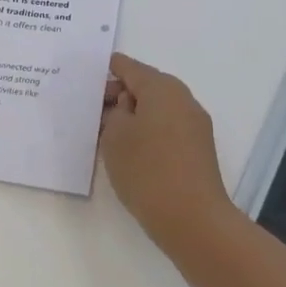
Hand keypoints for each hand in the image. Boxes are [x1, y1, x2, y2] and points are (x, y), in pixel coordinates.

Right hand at [99, 53, 237, 248]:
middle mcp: (183, 99)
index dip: (108, 69)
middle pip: (145, 86)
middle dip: (119, 94)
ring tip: (105, 130)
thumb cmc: (147, 170)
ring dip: (133, 115)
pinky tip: (129, 148)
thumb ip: (115, 112)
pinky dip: (147, 130)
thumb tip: (127, 105)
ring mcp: (194, 125)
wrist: (192, 219)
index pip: (129, 67)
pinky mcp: (197, 149)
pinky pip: (166, 128)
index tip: (88, 74)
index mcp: (162, 88)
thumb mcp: (115, 136)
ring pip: (156, 109)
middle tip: (91, 107)